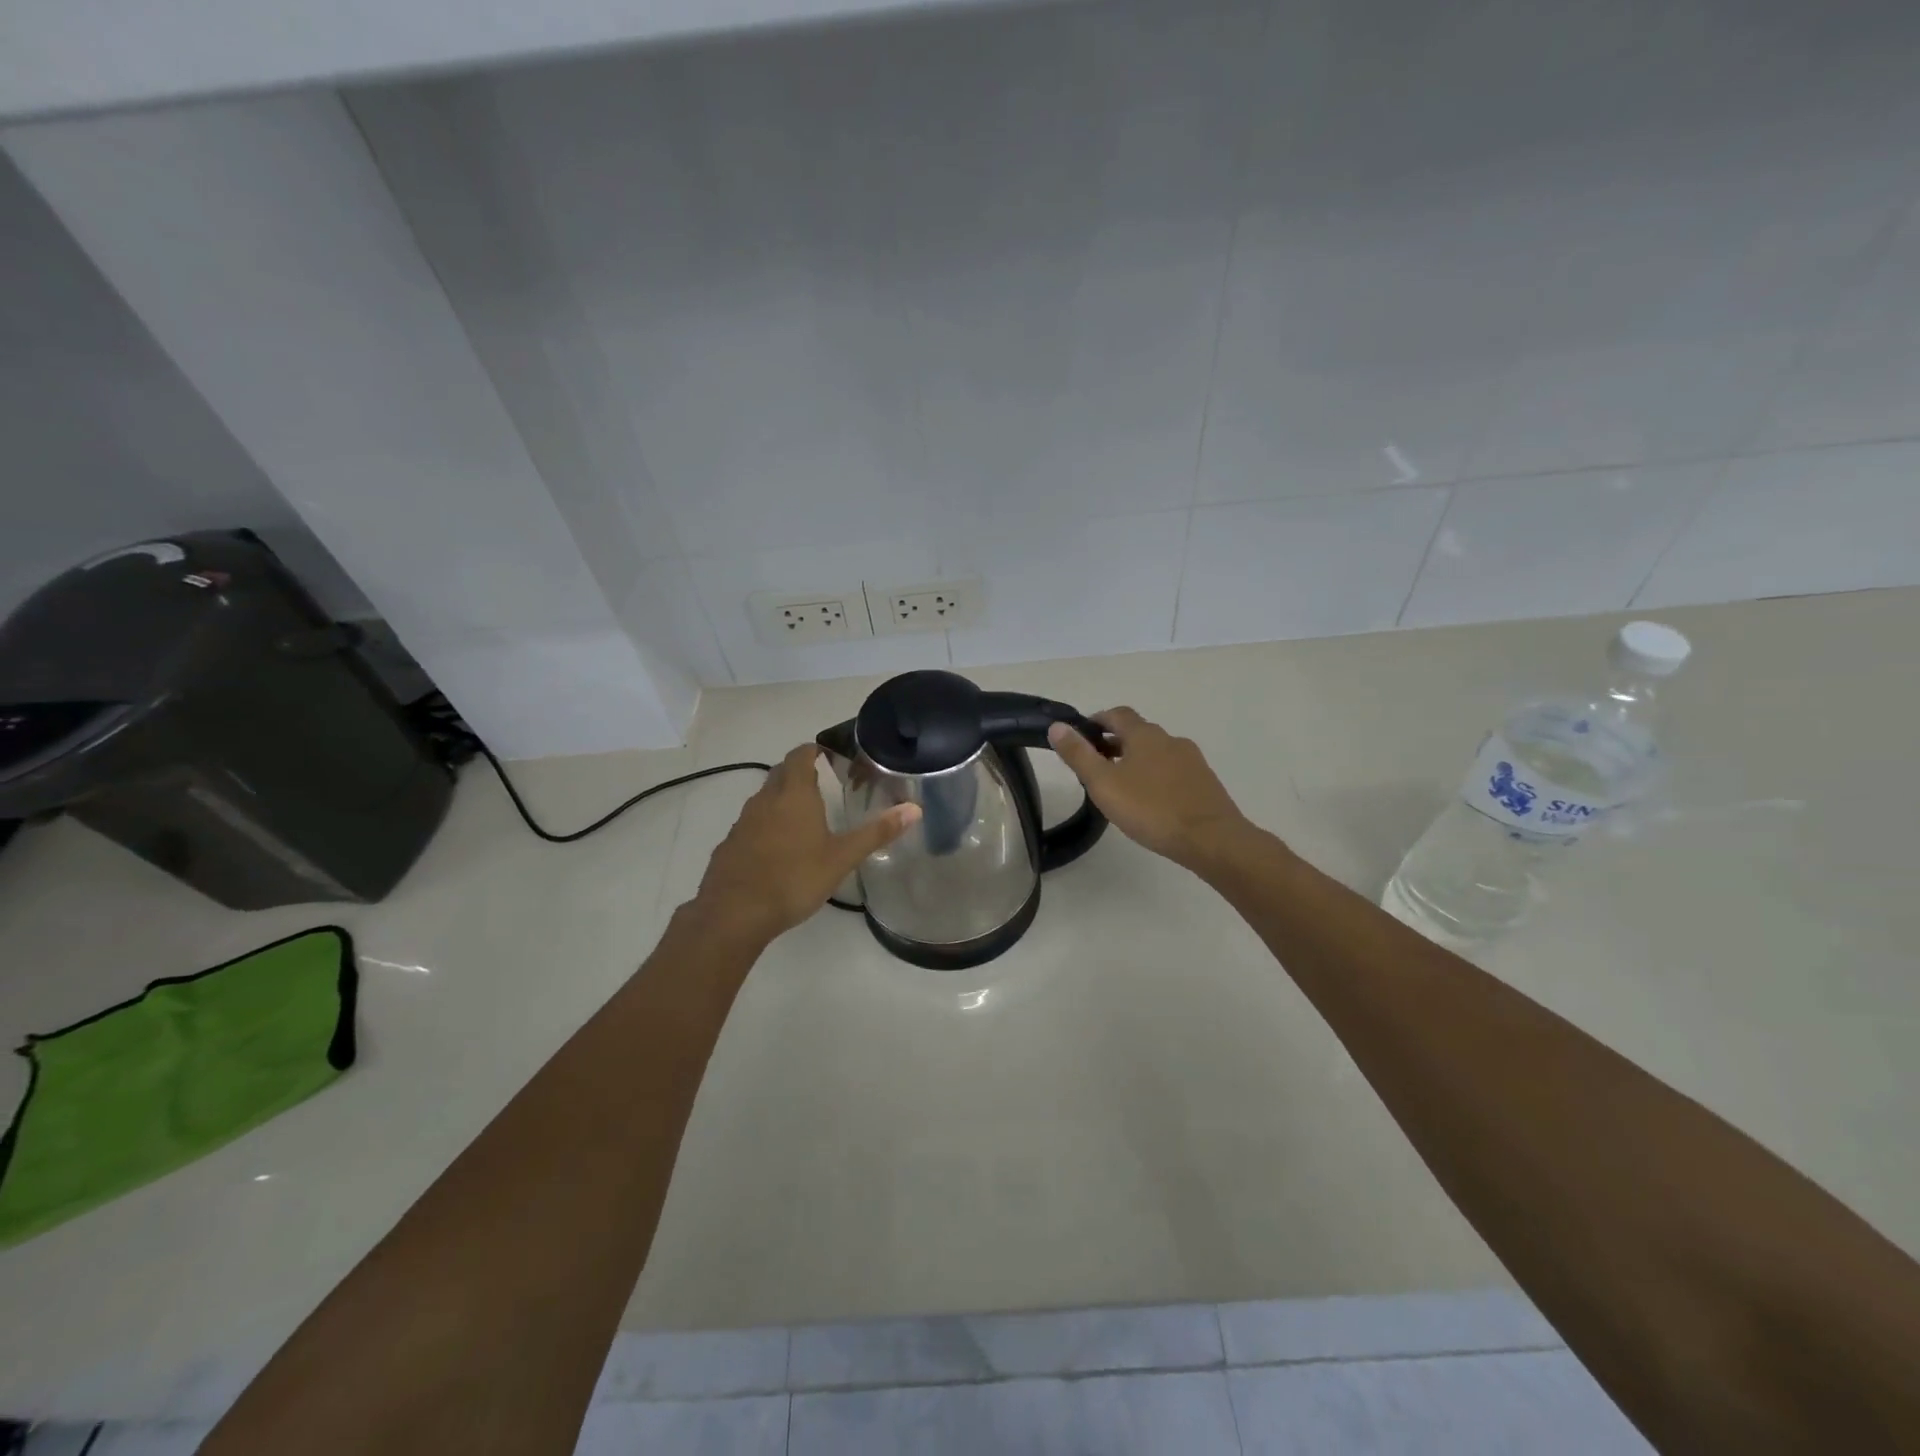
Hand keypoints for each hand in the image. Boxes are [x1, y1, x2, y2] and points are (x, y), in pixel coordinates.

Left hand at [693, 744, 919, 942]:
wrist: (735, 913)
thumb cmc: (795, 879)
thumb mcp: (842, 858)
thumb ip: (877, 832)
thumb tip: (915, 809)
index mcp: (794, 795)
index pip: (799, 756)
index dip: (812, 750)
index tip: (827, 755)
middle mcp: (765, 800)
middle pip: (780, 773)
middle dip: (798, 772)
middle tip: (821, 783)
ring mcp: (743, 822)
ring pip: (764, 799)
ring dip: (781, 799)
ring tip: (803, 817)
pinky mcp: (729, 845)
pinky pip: (751, 824)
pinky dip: (765, 825)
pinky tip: (777, 849)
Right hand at [1048, 708, 1251, 870]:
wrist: (1211, 839)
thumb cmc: (1151, 809)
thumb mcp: (1104, 783)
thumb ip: (1079, 754)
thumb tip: (1057, 726)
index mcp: (1144, 735)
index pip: (1116, 714)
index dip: (1097, 720)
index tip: (1081, 735)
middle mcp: (1170, 739)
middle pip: (1137, 732)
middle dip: (1114, 742)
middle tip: (1094, 764)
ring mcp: (1191, 760)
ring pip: (1156, 752)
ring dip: (1136, 760)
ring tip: (1120, 785)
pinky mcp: (1204, 782)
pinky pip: (1172, 771)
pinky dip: (1155, 776)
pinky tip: (1150, 800)